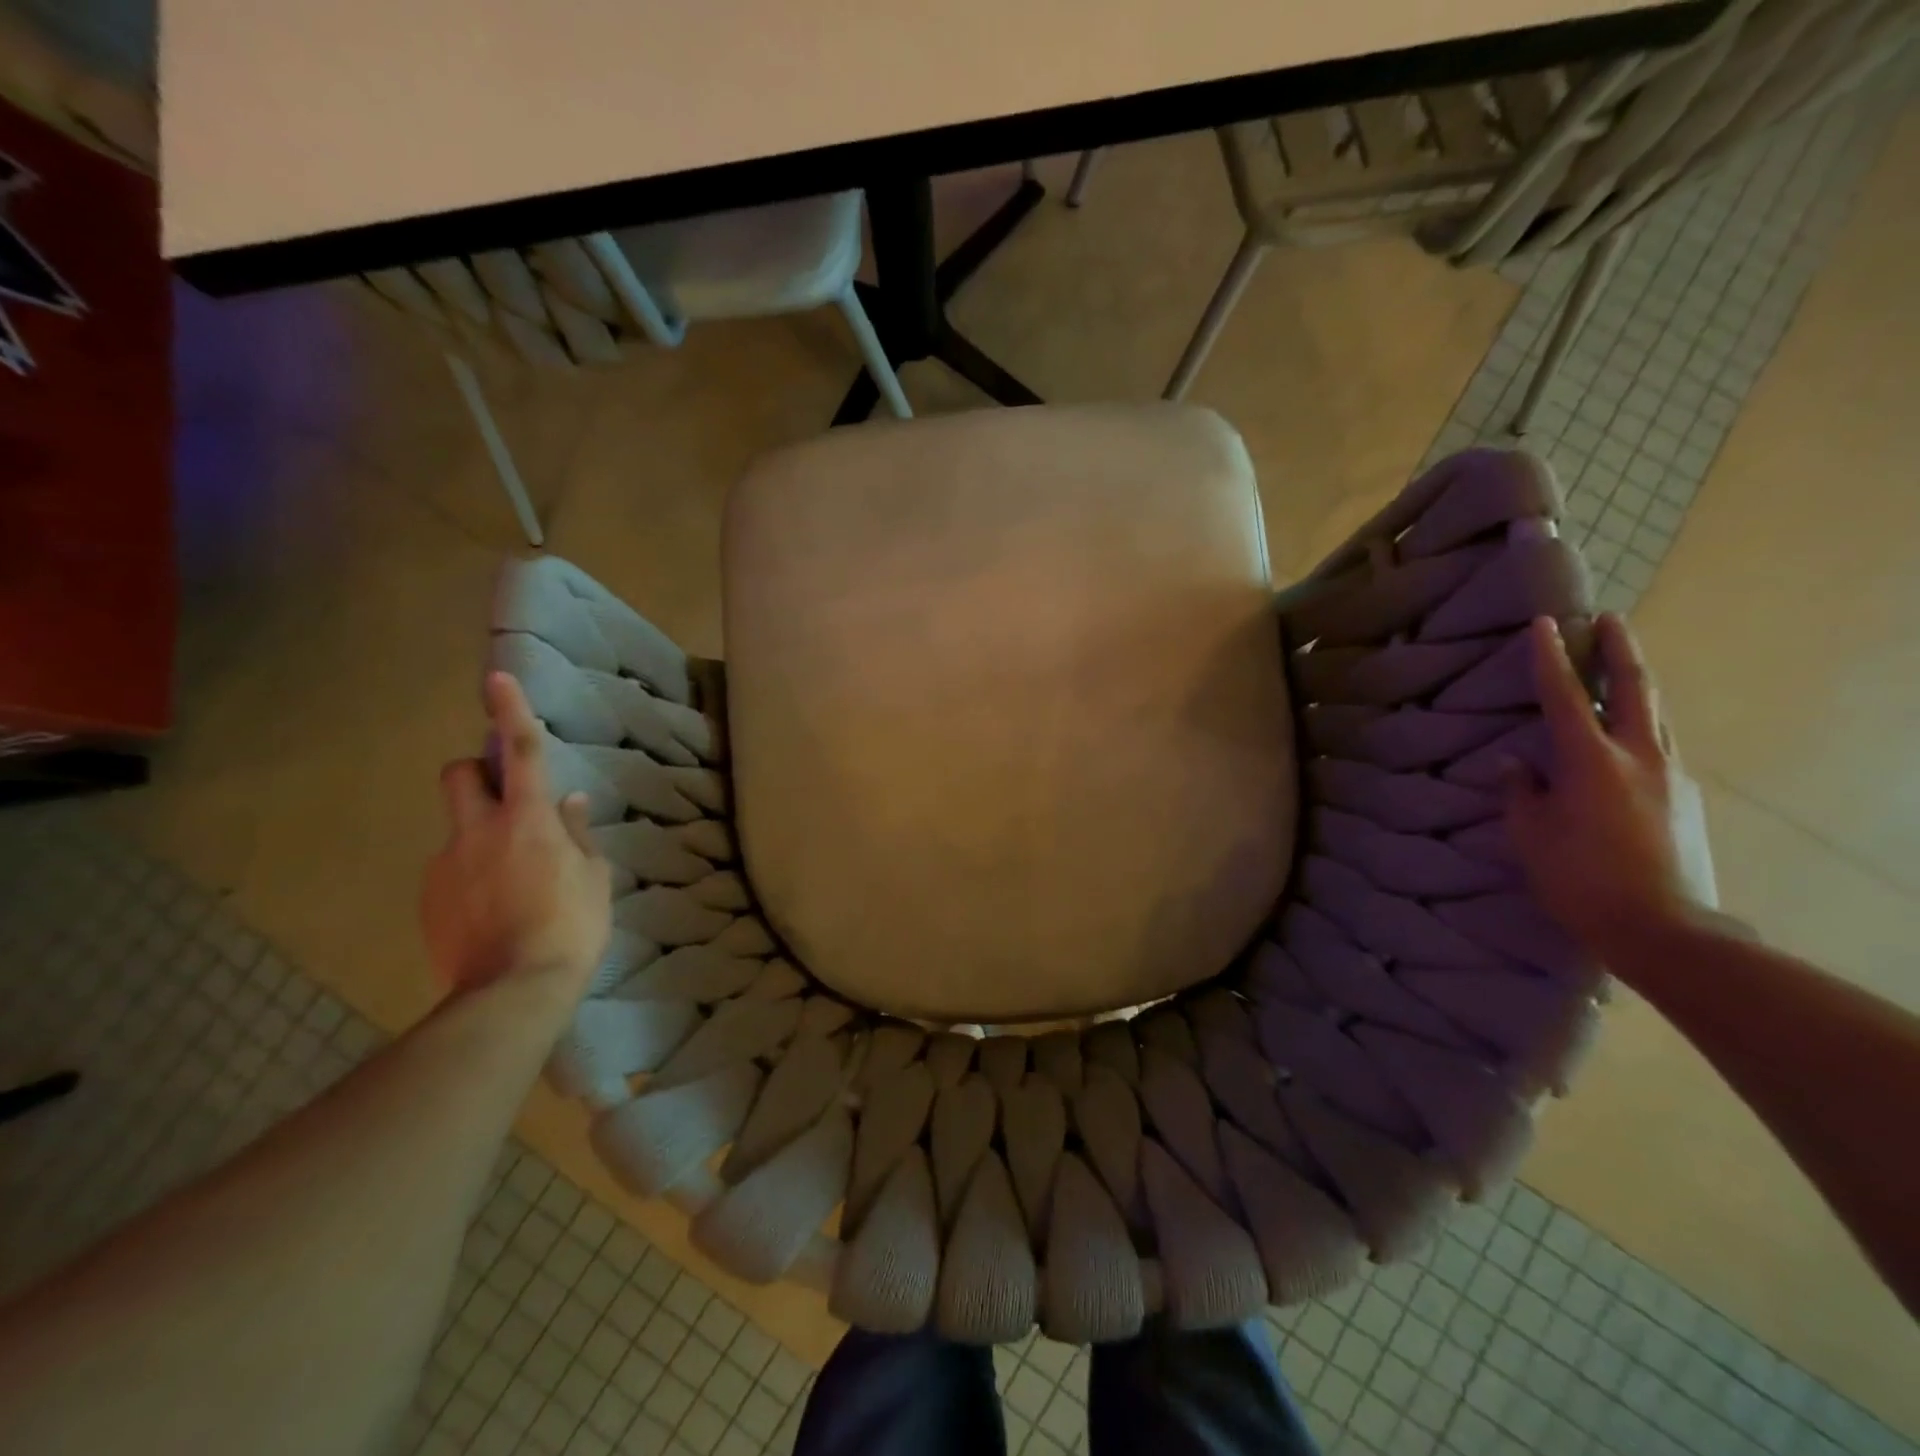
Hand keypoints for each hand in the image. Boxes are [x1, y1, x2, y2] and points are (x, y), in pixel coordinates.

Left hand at [420, 672, 611, 999]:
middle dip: (478, 772)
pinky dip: (468, 876)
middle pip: (460, 774)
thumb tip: (569, 802)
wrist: (514, 991)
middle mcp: (477, 831)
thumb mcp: (594, 877)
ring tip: (509, 880)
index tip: (496, 677)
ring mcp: (445, 865)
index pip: (521, 751)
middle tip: (504, 798)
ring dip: (479, 835)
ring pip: (455, 828)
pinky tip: (491, 910)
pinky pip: (448, 870)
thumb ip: (577, 834)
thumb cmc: (571, 926)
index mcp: (527, 820)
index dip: (510, 710)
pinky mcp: (428, 899)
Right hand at [1504, 614, 1718, 971]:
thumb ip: (1521, 791)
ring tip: (1623, 667)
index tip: (1544, 624)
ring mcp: (1670, 775)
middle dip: (1620, 650)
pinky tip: (1632, 733)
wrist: (1663, 928)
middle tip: (1610, 619)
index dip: (1551, 659)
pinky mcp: (1684, 798)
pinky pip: (1662, 745)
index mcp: (1591, 761)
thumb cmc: (1580, 878)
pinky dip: (1644, 724)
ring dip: (1638, 683)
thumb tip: (1515, 763)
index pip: (1566, 696)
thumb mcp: (1530, 834)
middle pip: (1635, 689)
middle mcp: (1639, 756)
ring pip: (1657, 714)